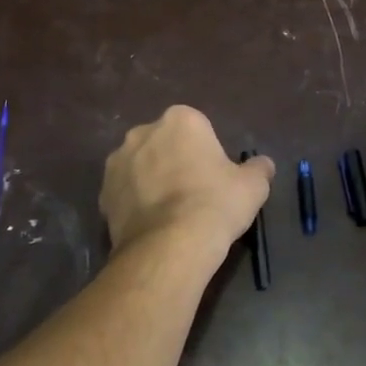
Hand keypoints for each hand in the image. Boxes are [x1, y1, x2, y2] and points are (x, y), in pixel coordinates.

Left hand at [100, 106, 274, 253]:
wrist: (170, 246)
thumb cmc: (216, 204)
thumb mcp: (253, 186)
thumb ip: (258, 169)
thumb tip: (263, 164)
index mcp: (180, 120)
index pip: (197, 128)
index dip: (206, 153)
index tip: (214, 177)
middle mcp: (142, 132)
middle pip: (164, 143)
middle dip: (174, 161)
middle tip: (193, 193)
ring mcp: (117, 162)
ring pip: (140, 166)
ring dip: (151, 180)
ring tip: (170, 213)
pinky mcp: (102, 193)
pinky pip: (124, 192)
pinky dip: (135, 203)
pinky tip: (152, 225)